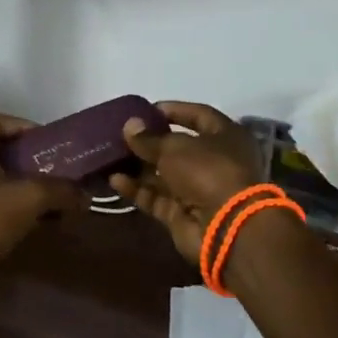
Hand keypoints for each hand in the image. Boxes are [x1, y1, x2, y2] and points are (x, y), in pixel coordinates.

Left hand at [0, 112, 87, 300]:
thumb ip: (60, 191)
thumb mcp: (29, 198)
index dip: (22, 126)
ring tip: (42, 198)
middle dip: (23, 159)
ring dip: (14, 186)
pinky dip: (1, 206)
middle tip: (50, 170)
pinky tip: (24, 223)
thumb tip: (85, 196)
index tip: (46, 142)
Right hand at [110, 101, 266, 266]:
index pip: (199, 116)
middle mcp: (214, 162)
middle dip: (149, 142)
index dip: (174, 111)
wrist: (225, 227)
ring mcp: (198, 190)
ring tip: (110, 156)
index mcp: (226, 138)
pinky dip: (137, 189)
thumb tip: (130, 125)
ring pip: (163, 175)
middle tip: (121, 134)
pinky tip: (114, 179)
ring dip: (138, 166)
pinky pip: (155, 197)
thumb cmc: (207, 171)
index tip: (145, 110)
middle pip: (177, 147)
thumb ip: (149, 138)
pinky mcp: (181, 214)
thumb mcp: (175, 147)